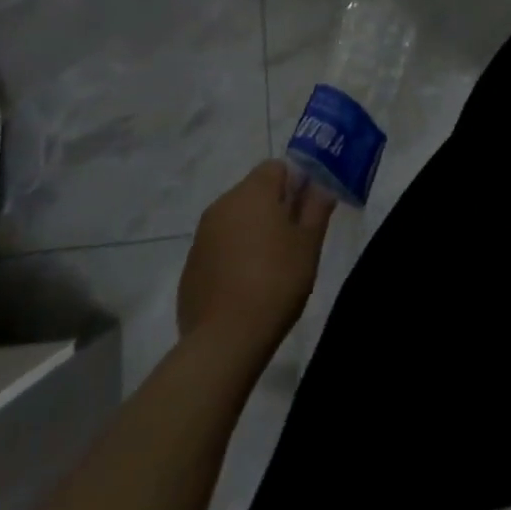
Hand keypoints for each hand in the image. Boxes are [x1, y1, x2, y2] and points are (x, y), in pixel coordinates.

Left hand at [177, 161, 335, 353]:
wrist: (224, 341)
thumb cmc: (276, 282)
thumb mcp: (309, 243)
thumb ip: (317, 207)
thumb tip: (321, 186)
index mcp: (253, 192)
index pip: (277, 167)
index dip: (295, 183)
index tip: (306, 211)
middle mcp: (222, 205)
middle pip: (254, 192)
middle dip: (274, 207)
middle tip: (292, 240)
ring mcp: (201, 237)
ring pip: (235, 220)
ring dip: (252, 232)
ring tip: (269, 266)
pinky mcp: (189, 268)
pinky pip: (218, 248)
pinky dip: (232, 256)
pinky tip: (245, 286)